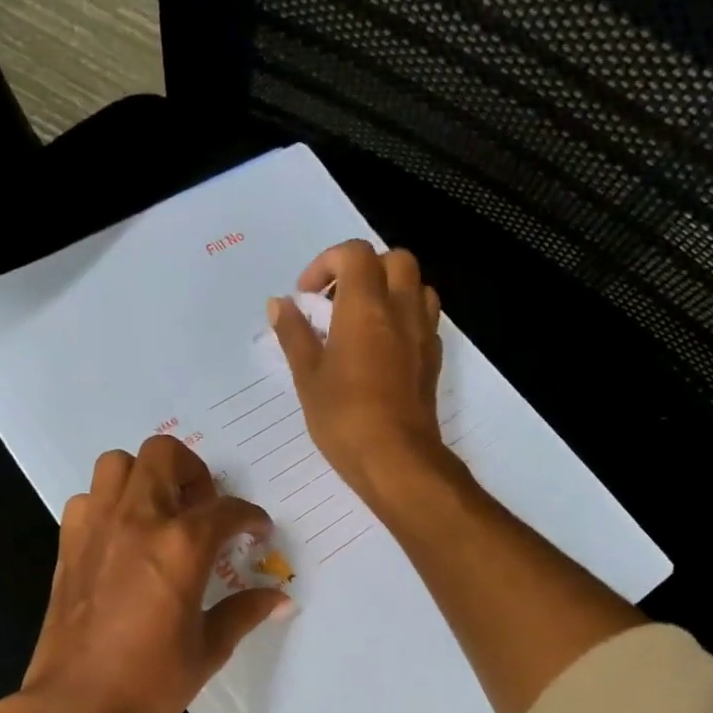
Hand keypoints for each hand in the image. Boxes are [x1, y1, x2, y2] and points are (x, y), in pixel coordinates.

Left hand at [16, 435, 290, 712]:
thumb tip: (280, 598)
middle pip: (165, 455)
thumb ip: (243, 611)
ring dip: (145, 477)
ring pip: (118, 464)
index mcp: (182, 545)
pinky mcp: (68, 545)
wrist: (76, 710)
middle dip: (194, 472)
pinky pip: (88, 499)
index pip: (227, 509)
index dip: (250, 517)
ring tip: (161, 514)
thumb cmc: (150, 684)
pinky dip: (108, 504)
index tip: (257, 532)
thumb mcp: (209, 649)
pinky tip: (122, 539)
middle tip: (204, 509)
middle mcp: (138, 520)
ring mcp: (97, 528)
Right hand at [269, 241, 448, 502]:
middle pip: (393, 259)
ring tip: (362, 320)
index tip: (306, 296)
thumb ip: (294, 334)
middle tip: (336, 301)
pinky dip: (403, 316)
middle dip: (363, 269)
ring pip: (416, 285)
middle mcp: (401, 309)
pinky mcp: (433, 358)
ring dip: (389, 289)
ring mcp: (423, 333)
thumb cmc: (343, 417)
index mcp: (366, 306)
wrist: (396, 458)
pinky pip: (424, 317)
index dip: (326, 264)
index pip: (354, 254)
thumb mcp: (307, 376)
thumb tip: (279, 304)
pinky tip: (381, 347)